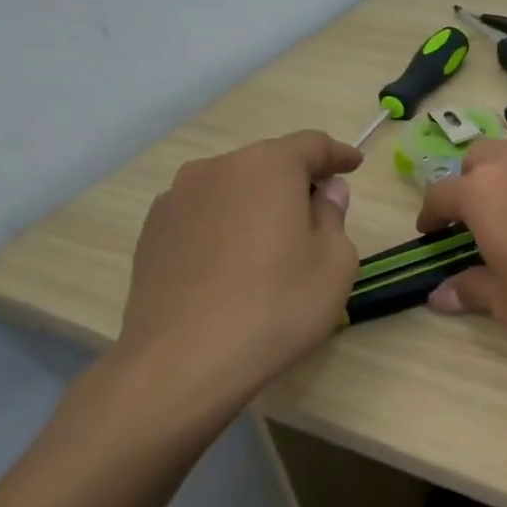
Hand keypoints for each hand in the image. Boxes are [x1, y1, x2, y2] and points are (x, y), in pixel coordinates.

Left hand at [110, 131, 361, 430]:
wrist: (184, 362)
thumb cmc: (278, 305)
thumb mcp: (335, 262)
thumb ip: (333, 216)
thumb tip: (325, 193)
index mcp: (267, 167)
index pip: (311, 145)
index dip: (338, 154)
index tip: (355, 165)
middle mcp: (217, 170)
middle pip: (267, 164)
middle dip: (297, 181)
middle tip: (319, 210)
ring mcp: (175, 200)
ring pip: (232, 189)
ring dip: (258, 204)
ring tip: (274, 242)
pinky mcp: (151, 235)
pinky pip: (203, 216)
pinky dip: (226, 227)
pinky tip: (235, 264)